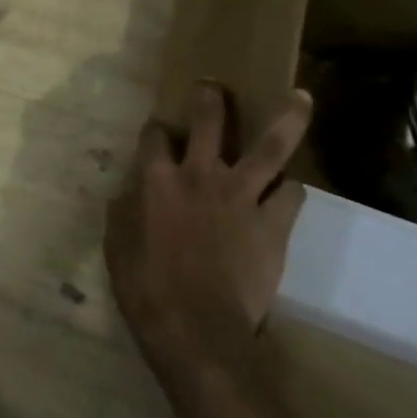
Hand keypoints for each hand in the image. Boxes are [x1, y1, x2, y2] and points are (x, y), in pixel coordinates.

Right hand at [105, 83, 312, 384]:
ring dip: (286, 119)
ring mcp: (242, 197)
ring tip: (300, 96)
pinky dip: (291, 190)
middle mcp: (200, 175)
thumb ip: (124, 210)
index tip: (157, 132)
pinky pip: (292, 195)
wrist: (197, 332)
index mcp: (157, 179)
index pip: (154, 136)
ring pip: (270, 147)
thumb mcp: (117, 245)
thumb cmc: (147, 288)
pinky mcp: (273, 225)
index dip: (155, 130)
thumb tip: (129, 192)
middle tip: (215, 85)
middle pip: (209, 122)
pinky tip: (290, 189)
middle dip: (211, 98)